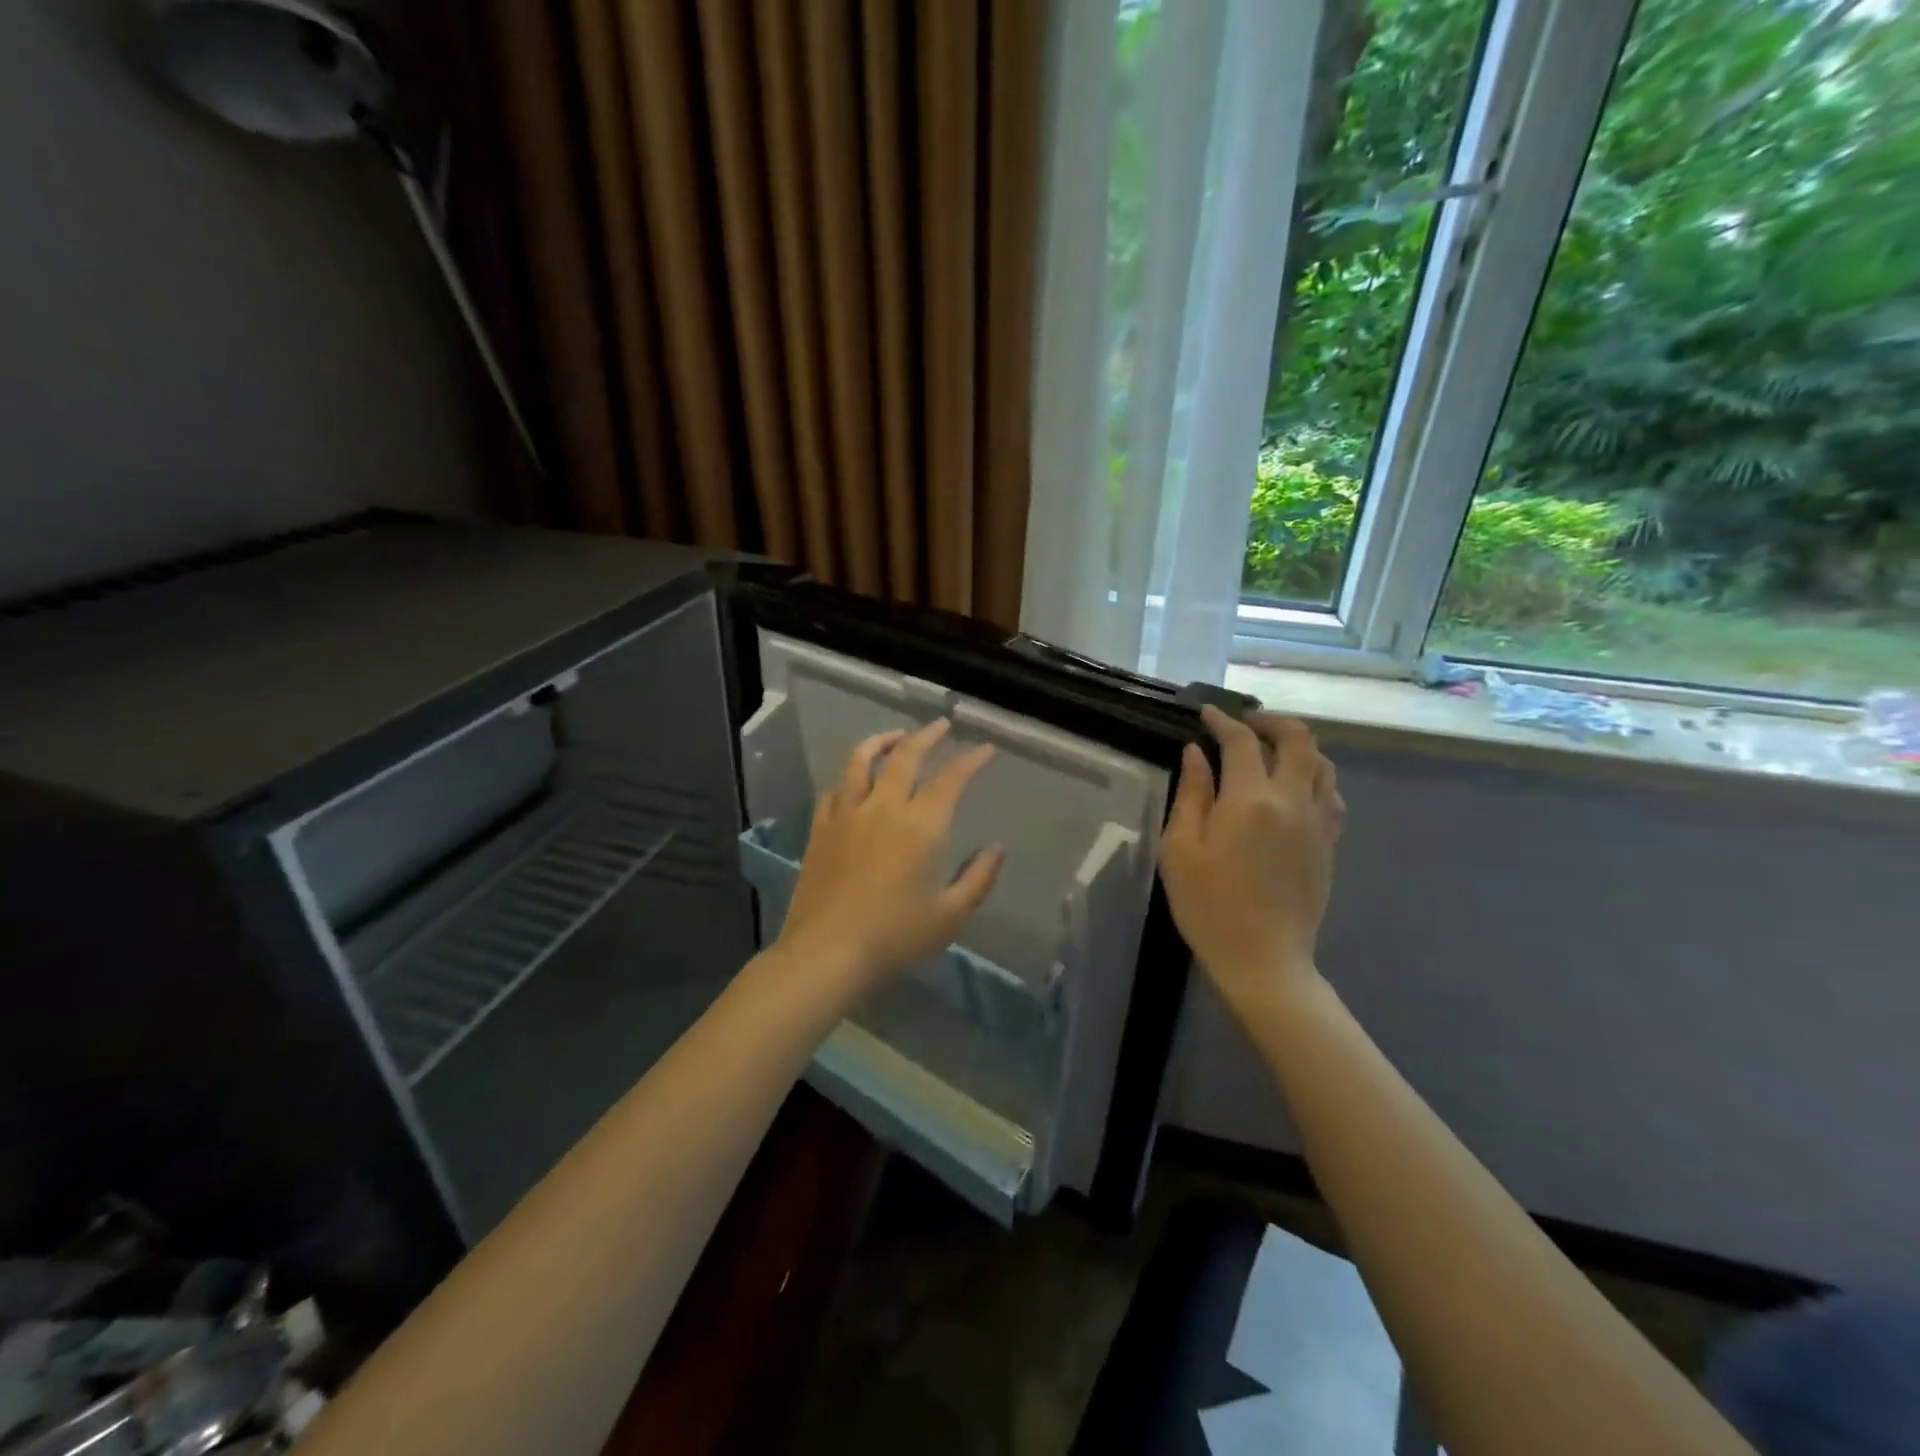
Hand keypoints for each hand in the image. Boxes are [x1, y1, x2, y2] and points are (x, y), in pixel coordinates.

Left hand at [776, 718, 1005, 998]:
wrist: (826, 954)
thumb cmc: (895, 937)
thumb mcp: (949, 915)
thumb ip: (978, 878)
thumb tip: (997, 849)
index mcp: (920, 826)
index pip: (950, 779)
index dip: (970, 760)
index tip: (984, 749)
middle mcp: (882, 808)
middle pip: (905, 755)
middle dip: (926, 735)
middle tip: (940, 725)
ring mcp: (846, 815)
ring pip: (861, 761)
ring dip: (882, 741)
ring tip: (895, 737)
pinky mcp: (820, 830)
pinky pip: (835, 791)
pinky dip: (850, 778)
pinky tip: (854, 784)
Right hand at [1160, 707, 1345, 1010]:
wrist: (1263, 959)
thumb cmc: (1208, 905)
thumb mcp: (1180, 849)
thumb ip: (1191, 794)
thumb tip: (1197, 753)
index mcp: (1251, 800)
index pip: (1242, 742)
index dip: (1223, 721)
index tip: (1206, 714)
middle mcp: (1293, 800)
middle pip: (1298, 739)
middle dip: (1270, 721)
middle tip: (1244, 724)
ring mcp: (1318, 822)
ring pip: (1323, 763)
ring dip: (1297, 746)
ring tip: (1270, 750)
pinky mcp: (1330, 843)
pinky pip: (1332, 794)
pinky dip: (1314, 776)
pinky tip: (1294, 787)